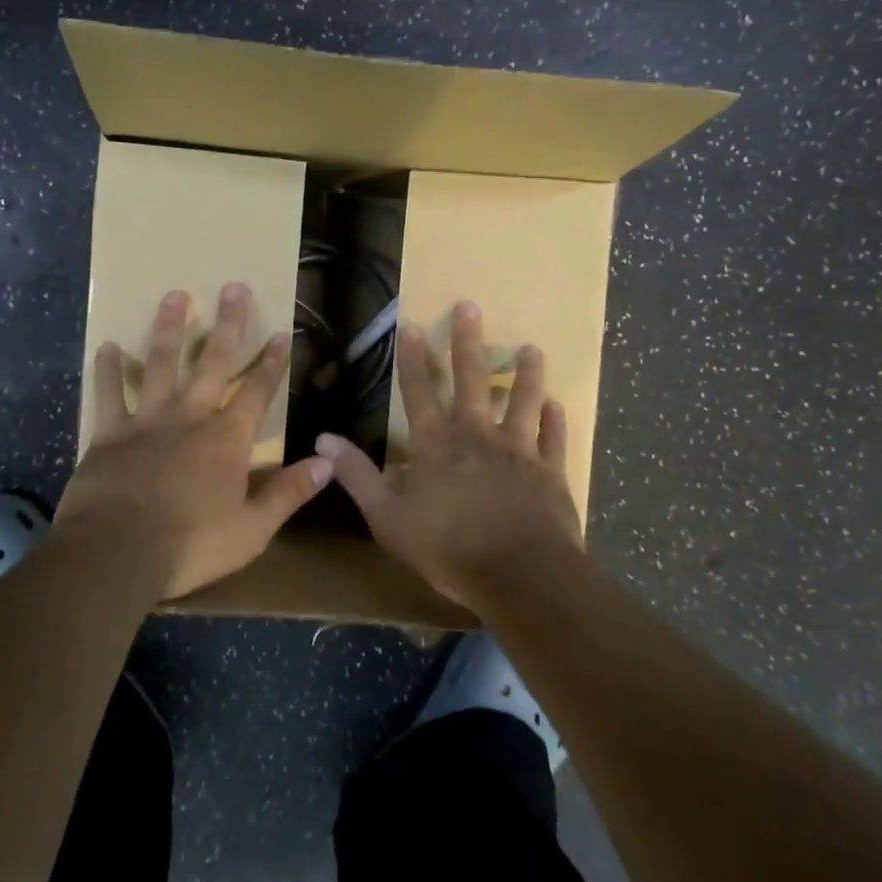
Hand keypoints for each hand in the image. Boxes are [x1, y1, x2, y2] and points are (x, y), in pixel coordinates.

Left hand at [56, 283, 332, 599]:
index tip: (280, 333)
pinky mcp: (110, 433)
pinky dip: (107, 370)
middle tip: (234, 287)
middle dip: (228, 325)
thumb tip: (327, 462)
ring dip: (170, 329)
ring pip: (161, 364)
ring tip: (175, 295)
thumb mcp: (252, 529)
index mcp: (226, 439)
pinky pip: (109, 394)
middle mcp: (190, 417)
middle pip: (213, 363)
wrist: (116, 553)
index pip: (257, 393)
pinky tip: (106, 346)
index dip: (271, 364)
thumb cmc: (190, 545)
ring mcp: (147, 421)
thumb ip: (289, 493)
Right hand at [315, 301, 583, 605]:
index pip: (419, 391)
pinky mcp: (550, 473)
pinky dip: (556, 421)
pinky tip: (557, 405)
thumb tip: (323, 439)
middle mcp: (477, 436)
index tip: (412, 324)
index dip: (412, 358)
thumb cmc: (447, 547)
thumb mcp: (387, 516)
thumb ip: (357, 475)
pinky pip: (554, 439)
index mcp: (436, 444)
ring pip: (523, 400)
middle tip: (471, 306)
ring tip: (530, 348)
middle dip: (467, 342)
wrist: (520, 575)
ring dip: (525, 374)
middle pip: (472, 380)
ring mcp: (518, 451)